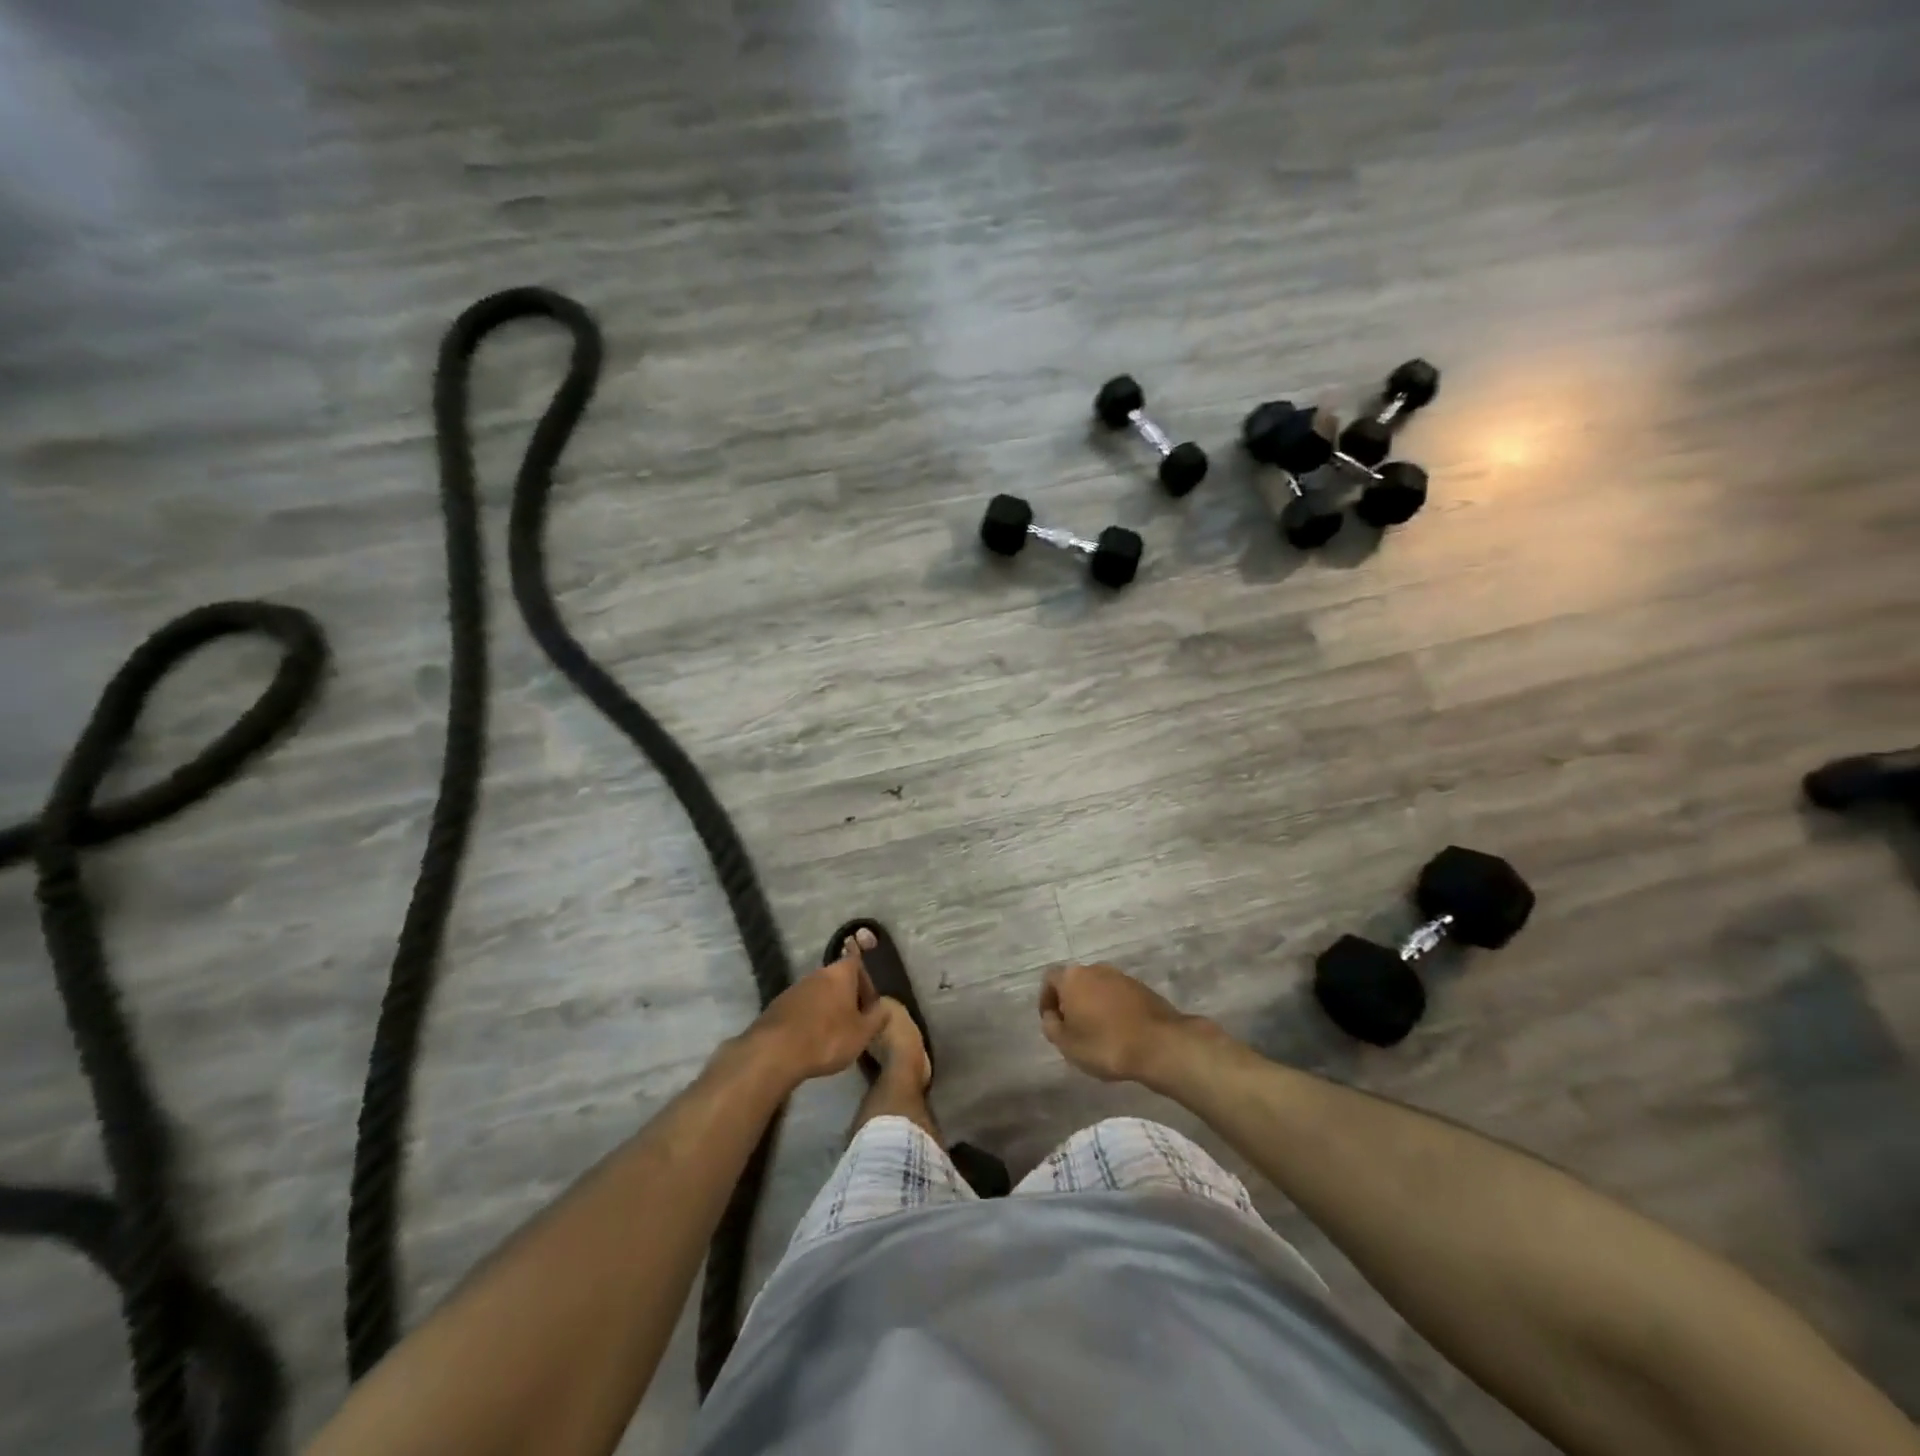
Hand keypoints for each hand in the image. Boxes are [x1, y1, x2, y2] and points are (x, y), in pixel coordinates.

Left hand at [747, 953, 887, 1085]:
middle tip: (856, 1021)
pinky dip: (811, 1018)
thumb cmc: (827, 1038)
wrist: (775, 1051)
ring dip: (830, 1008)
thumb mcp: (862, 1033)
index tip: (870, 1003)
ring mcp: (795, 988)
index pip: (857, 962)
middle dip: (849, 997)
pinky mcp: (779, 1006)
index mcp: (840, 973)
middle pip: (838, 979)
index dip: (866, 980)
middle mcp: (817, 974)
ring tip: (835, 1034)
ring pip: (820, 993)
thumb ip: (877, 1019)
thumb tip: (885, 1008)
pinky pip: (803, 1007)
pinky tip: (812, 1040)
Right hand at [1038, 963, 1207, 1085]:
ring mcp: (1121, 976)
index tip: (1052, 1022)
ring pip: (1098, 988)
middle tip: (1073, 1029)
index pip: (1050, 979)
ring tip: (1098, 1033)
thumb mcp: (1067, 1044)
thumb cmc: (1105, 1044)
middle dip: (1071, 1002)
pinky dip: (1113, 1009)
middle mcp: (1095, 969)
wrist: (1160, 1044)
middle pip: (1075, 982)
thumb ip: (1051, 1026)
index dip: (1046, 1000)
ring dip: (1093, 1005)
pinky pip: (1118, 996)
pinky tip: (1119, 1032)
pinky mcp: (1142, 988)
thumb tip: (1051, 1015)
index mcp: (1073, 977)